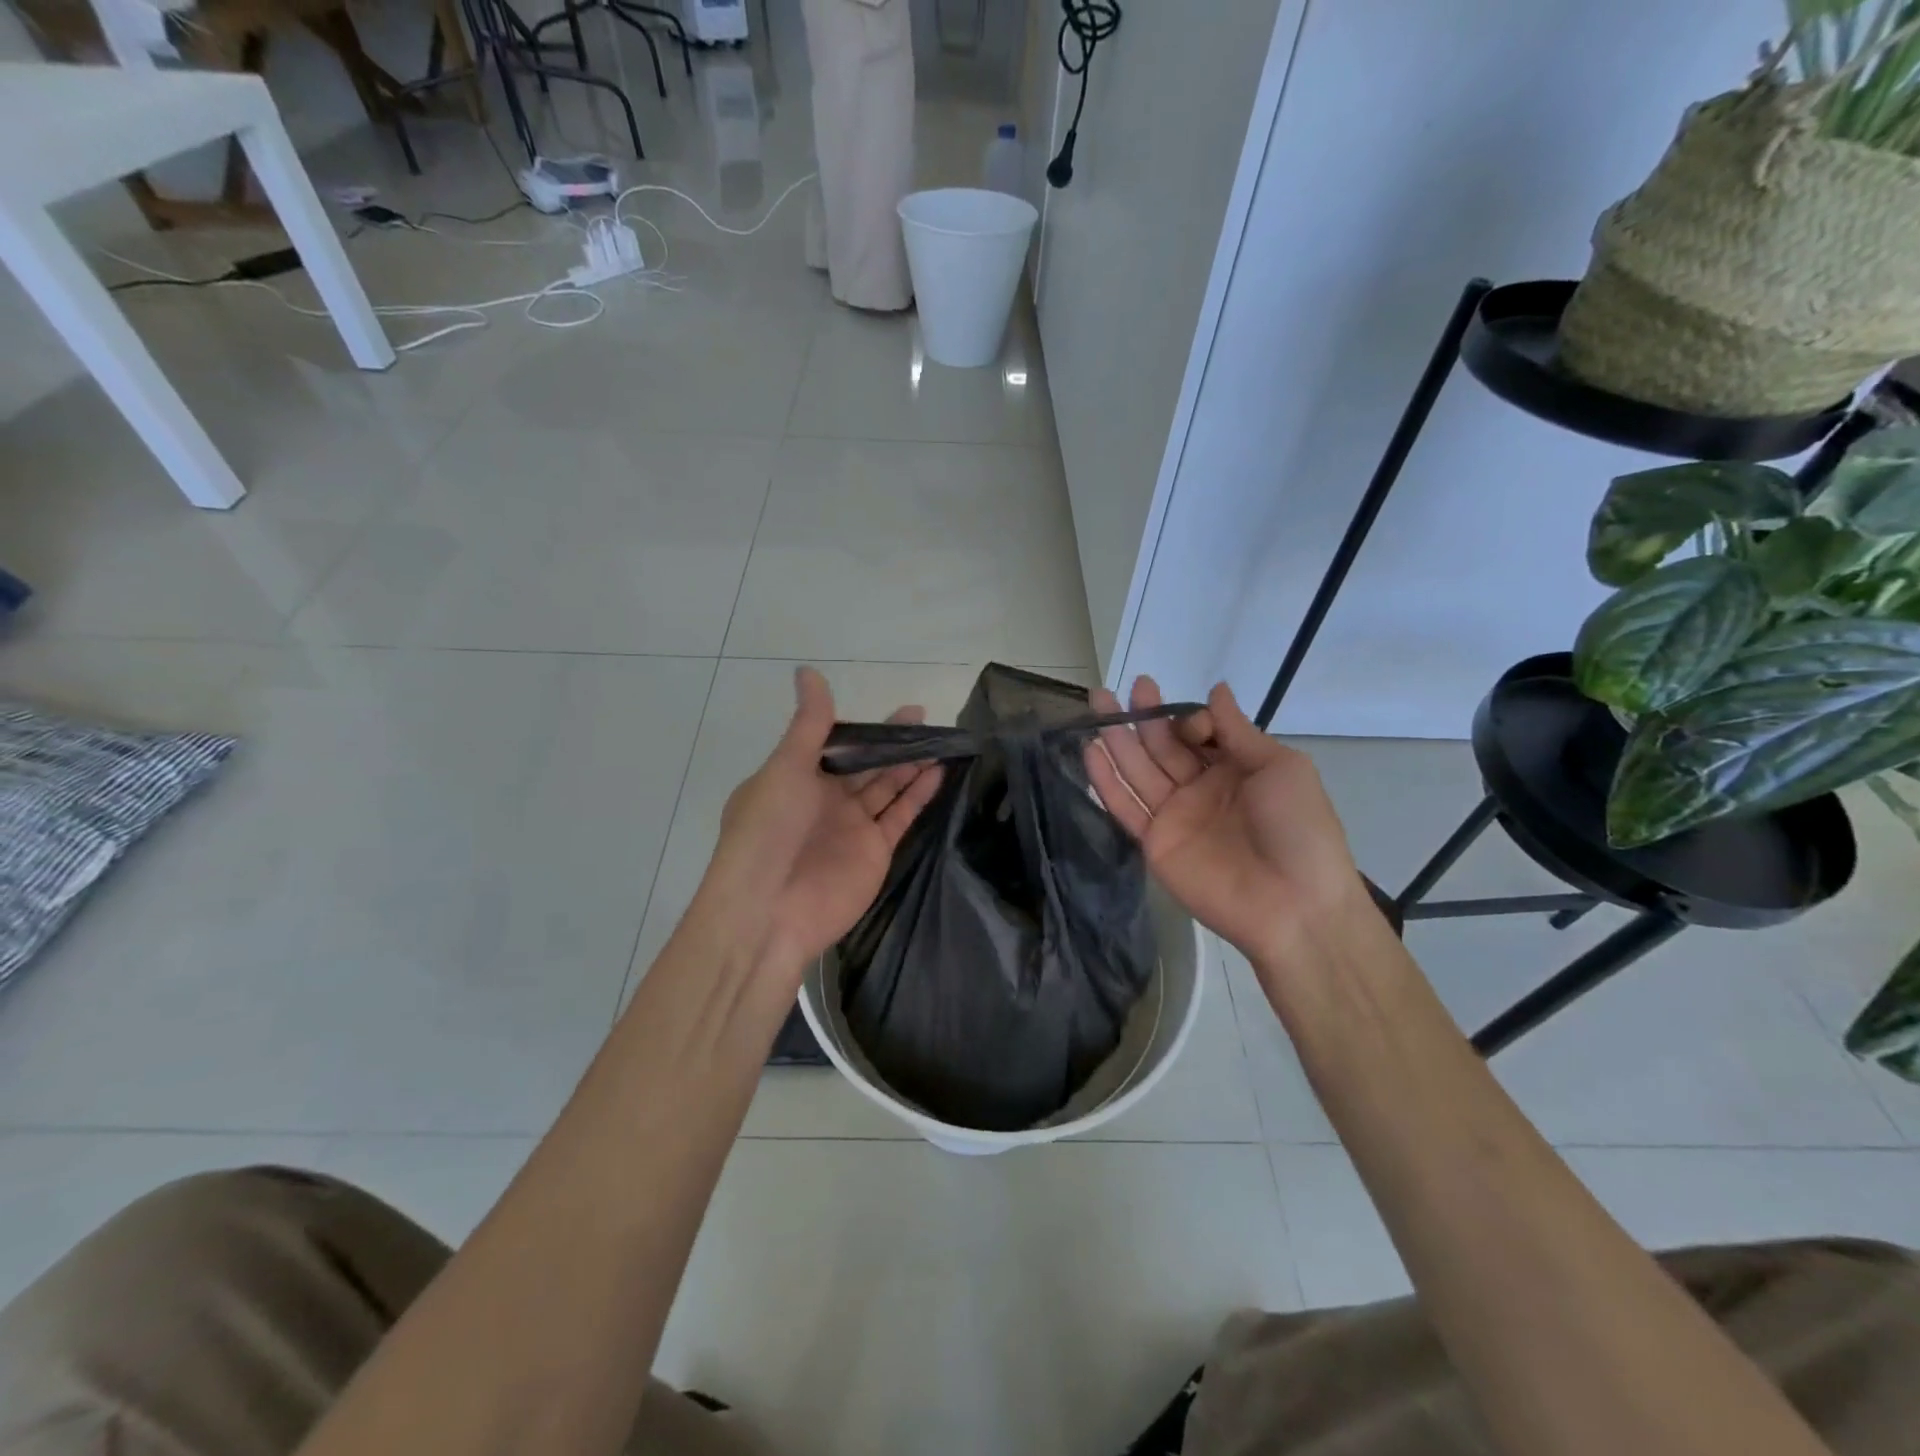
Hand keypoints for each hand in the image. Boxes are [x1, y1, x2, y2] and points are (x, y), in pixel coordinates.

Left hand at [696, 667, 943, 977]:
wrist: (768, 912)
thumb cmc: (768, 832)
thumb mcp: (785, 769)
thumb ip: (809, 724)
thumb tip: (807, 671)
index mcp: (795, 778)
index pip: (834, 744)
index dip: (863, 727)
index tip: (887, 708)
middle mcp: (824, 800)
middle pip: (864, 764)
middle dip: (892, 742)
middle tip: (925, 718)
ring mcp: (851, 827)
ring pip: (886, 786)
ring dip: (910, 764)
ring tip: (940, 739)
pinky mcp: (874, 851)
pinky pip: (900, 815)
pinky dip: (918, 794)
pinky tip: (938, 771)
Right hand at [1083, 676, 1375, 970]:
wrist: (1294, 904)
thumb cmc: (1299, 829)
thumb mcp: (1281, 768)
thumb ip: (1239, 730)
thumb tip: (1216, 688)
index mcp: (1235, 768)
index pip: (1197, 733)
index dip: (1186, 719)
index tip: (1190, 721)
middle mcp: (1201, 788)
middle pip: (1161, 746)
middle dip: (1139, 716)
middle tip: (1112, 690)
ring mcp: (1175, 816)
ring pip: (1138, 770)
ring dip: (1116, 738)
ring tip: (1095, 704)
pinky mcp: (1154, 843)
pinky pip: (1125, 807)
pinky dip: (1106, 781)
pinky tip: (1090, 751)